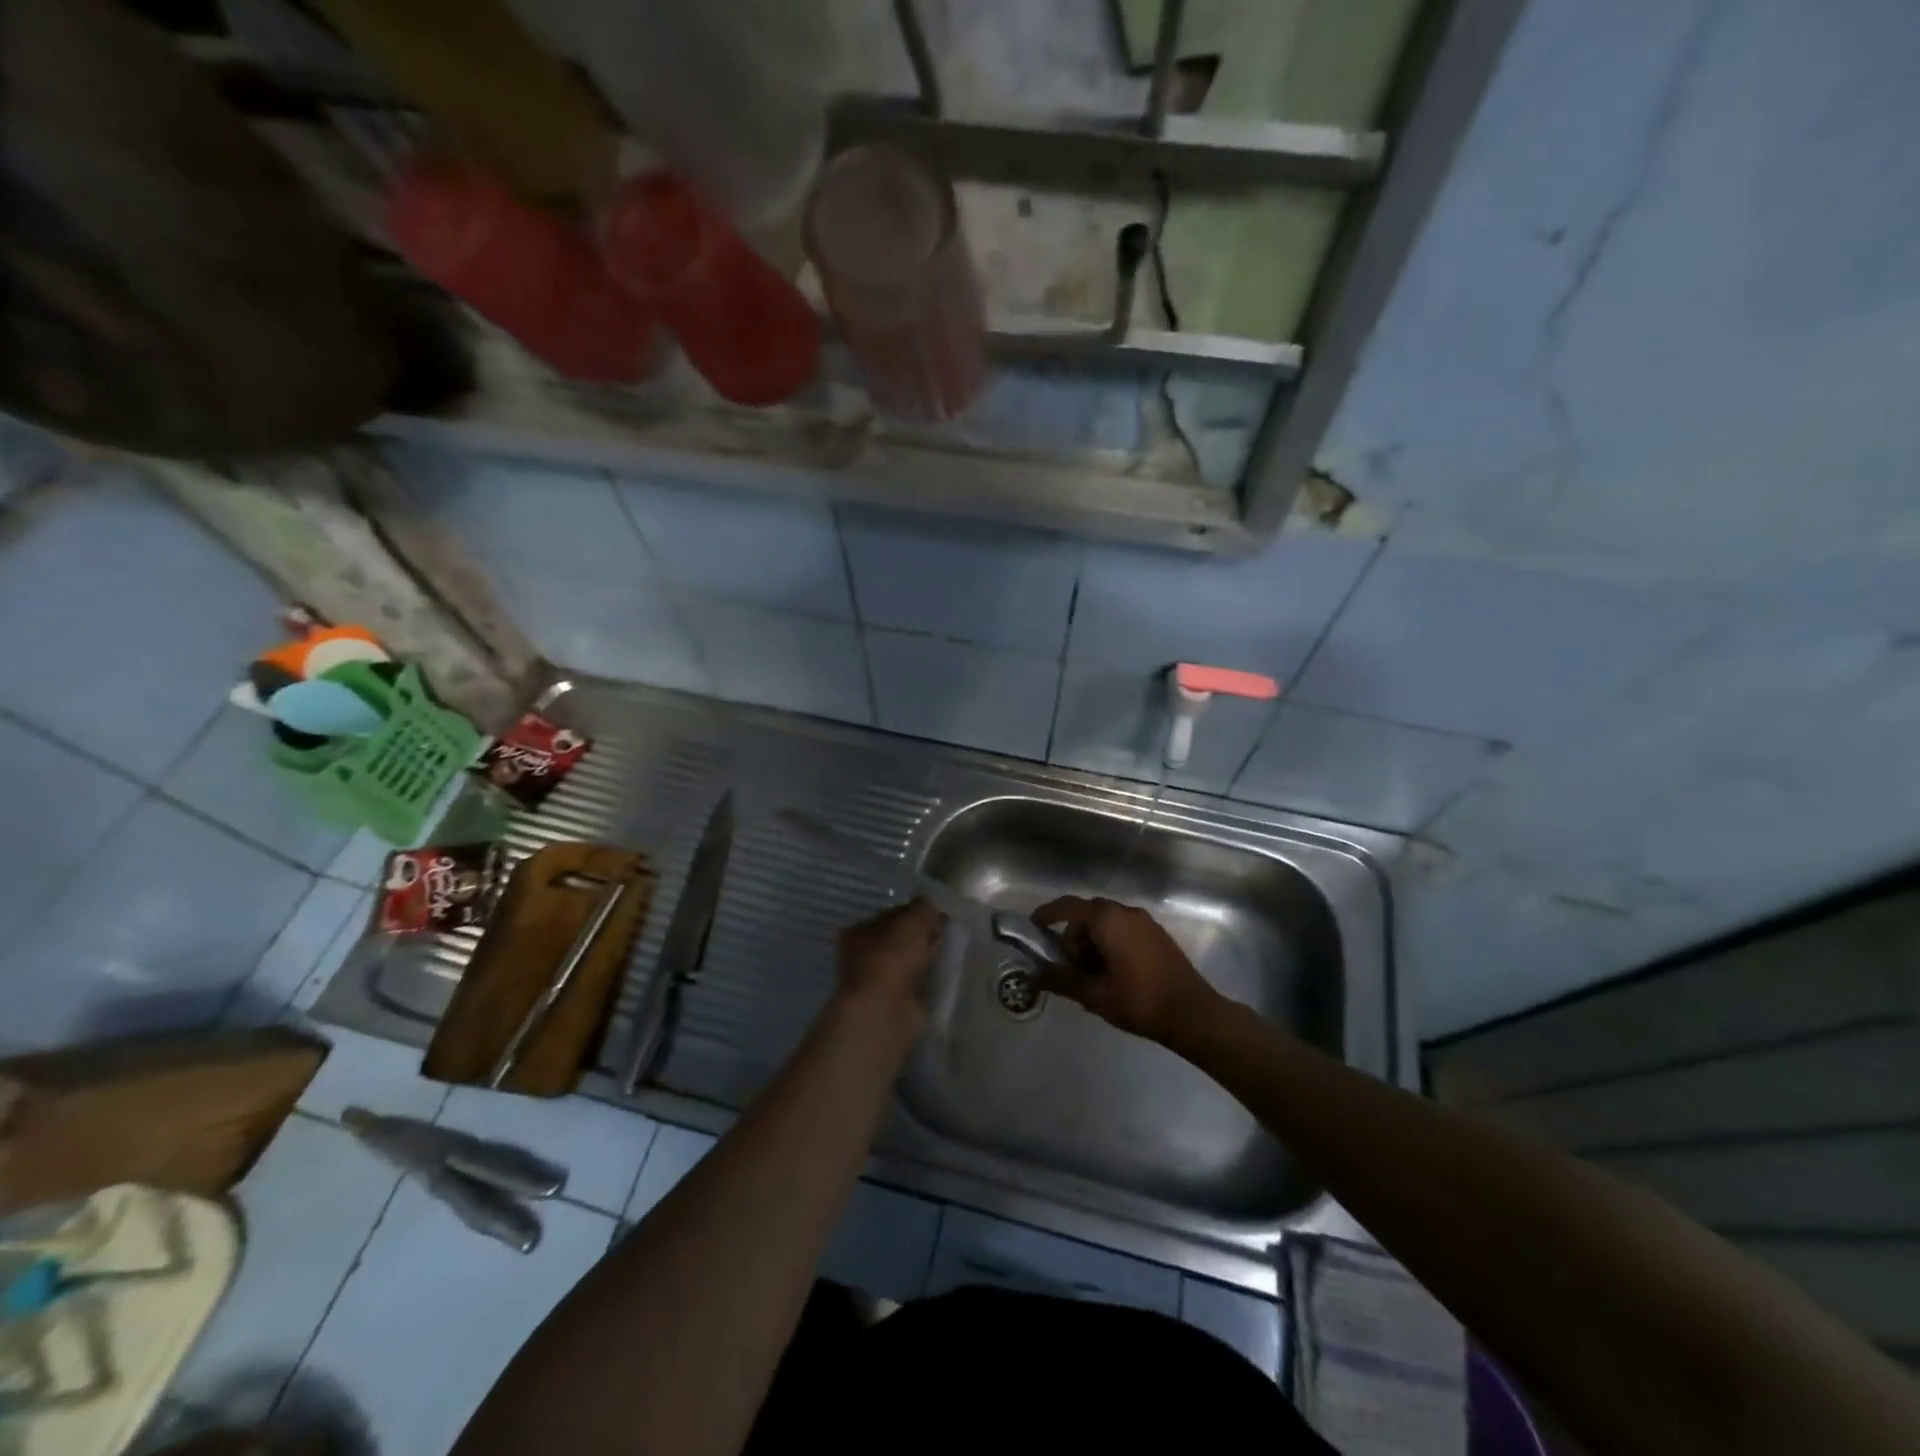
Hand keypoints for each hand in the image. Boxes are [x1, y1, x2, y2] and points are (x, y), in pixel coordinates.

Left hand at [834, 898, 946, 1036]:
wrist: (886, 1008)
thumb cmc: (891, 956)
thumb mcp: (911, 920)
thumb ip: (923, 909)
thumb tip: (932, 910)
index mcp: (858, 932)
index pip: (890, 917)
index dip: (915, 914)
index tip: (937, 916)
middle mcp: (862, 957)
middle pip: (899, 941)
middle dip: (922, 938)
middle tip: (944, 935)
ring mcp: (877, 983)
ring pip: (908, 964)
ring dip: (926, 960)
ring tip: (948, 955)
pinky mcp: (893, 1004)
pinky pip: (916, 985)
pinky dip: (928, 981)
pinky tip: (943, 977)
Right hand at [1029, 896, 1219, 1045]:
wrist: (1193, 1014)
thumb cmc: (1139, 1001)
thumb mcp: (1093, 994)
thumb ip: (1060, 980)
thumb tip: (1034, 974)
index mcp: (1107, 919)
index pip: (1067, 907)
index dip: (1047, 915)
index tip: (1034, 928)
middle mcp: (1126, 912)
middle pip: (1087, 915)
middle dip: (1072, 937)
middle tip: (1068, 966)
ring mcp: (1145, 922)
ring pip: (1106, 922)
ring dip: (1092, 941)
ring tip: (1091, 976)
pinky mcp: (1157, 935)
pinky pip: (1124, 929)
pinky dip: (1110, 942)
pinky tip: (1113, 973)